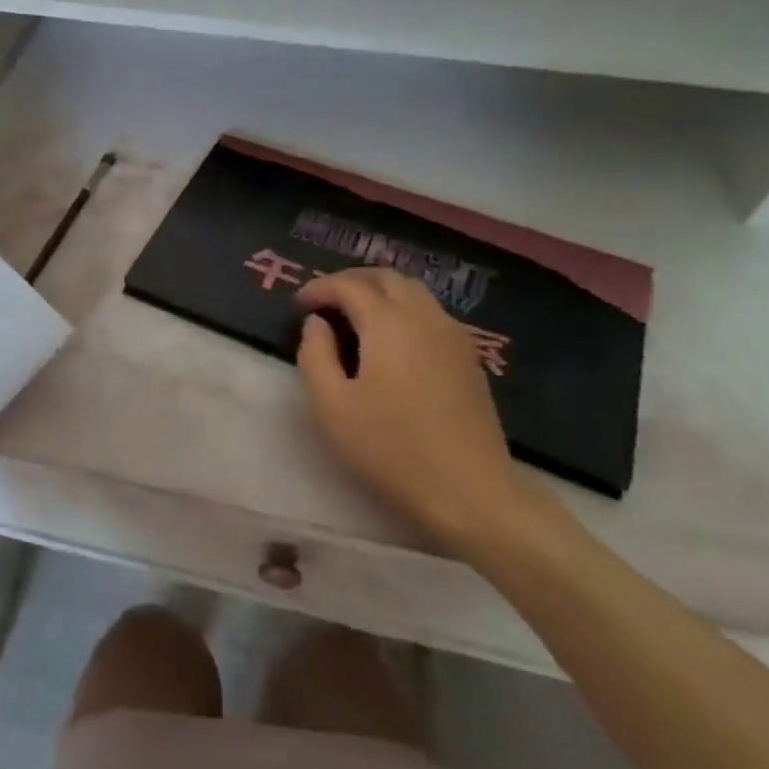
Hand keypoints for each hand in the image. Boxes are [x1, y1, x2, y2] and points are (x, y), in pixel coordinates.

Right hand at [296, 267, 542, 556]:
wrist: (470, 491)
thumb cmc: (390, 448)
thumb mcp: (332, 405)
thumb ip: (314, 354)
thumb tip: (316, 324)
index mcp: (388, 323)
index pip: (348, 285)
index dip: (319, 288)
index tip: (298, 305)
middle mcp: (424, 317)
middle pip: (386, 277)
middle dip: (351, 281)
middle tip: (324, 301)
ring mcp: (453, 337)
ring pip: (414, 292)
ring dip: (379, 292)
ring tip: (354, 316)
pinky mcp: (469, 359)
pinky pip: (431, 313)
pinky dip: (403, 309)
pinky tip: (390, 340)